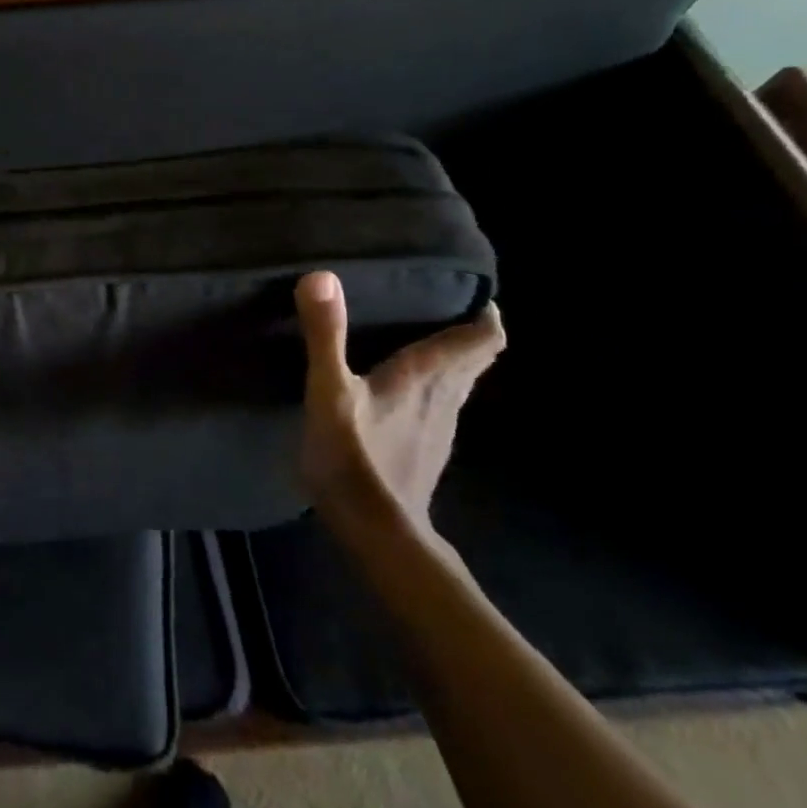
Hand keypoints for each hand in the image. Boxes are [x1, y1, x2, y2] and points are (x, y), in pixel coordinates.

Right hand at [294, 271, 504, 536]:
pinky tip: (403, 392)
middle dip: (467, 332)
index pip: (482, 338)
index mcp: (428, 376)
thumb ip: (325, 333)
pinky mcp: (424, 450)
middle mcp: (445, 397)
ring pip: (459, 384)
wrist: (375, 531)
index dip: (485, 314)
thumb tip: (321, 276)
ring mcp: (438, 428)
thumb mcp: (330, 389)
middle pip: (474, 359)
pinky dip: (433, 389)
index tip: (472, 292)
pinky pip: (440, 406)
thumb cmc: (353, 454)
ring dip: (452, 361)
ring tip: (422, 341)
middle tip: (442, 307)